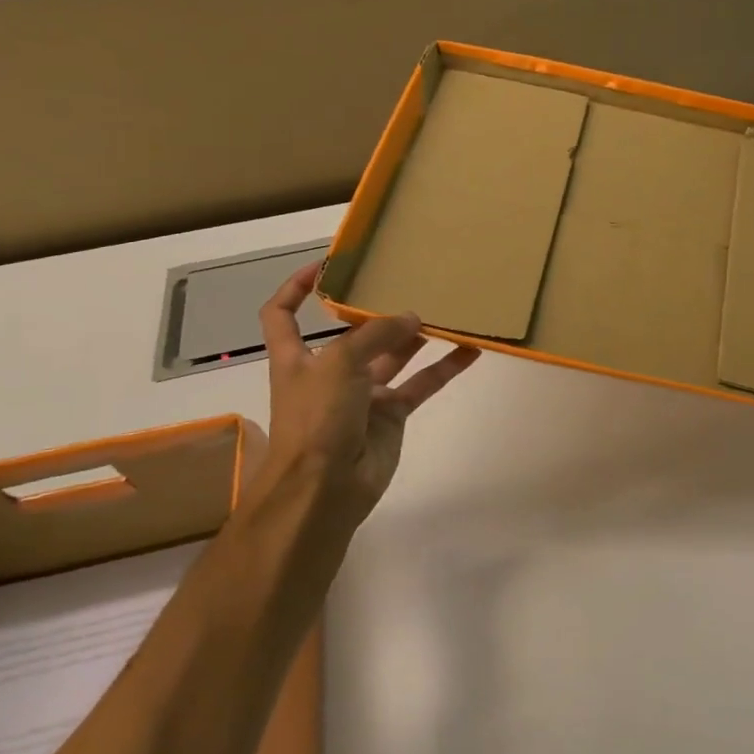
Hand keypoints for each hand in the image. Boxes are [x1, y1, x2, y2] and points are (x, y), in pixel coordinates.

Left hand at [257, 262, 479, 517]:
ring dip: (417, 336)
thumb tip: (413, 319)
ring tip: (446, 310)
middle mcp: (329, 372)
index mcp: (297, 358)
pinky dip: (444, 368)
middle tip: (410, 284)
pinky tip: (469, 350)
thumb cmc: (316, 418)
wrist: (325, 488)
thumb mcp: (338, 363)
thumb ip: (376, 335)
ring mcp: (362, 395)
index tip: (324, 266)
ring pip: (394, 356)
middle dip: (377, 312)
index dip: (296, 288)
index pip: (283, 315)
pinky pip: (421, 384)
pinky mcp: (391, 415)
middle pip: (353, 333)